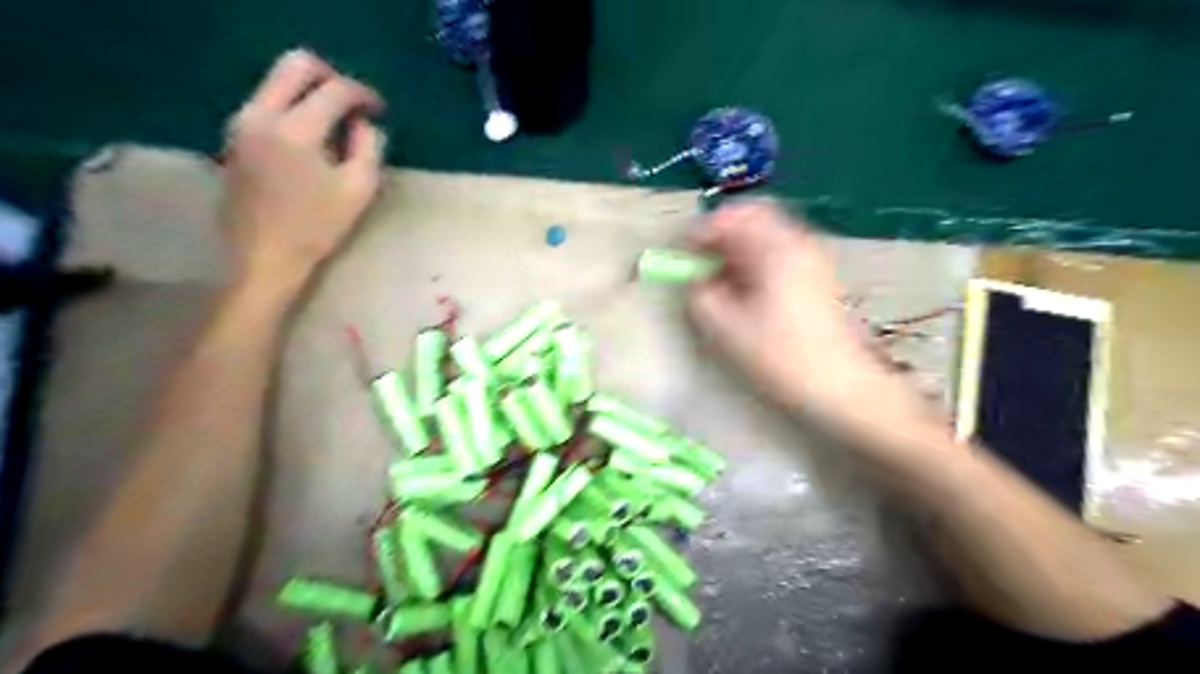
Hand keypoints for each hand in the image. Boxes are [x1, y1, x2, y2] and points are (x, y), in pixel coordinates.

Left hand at [219, 51, 382, 296]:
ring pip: (277, 82)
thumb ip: (369, 148)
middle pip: (296, 65)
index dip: (362, 94)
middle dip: (330, 77)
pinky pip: (267, 102)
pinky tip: (311, 139)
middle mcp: (261, 114)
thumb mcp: (359, 190)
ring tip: (336, 125)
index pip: (334, 90)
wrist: (264, 256)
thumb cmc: (317, 228)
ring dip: (310, 93)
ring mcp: (242, 122)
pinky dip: (293, 108)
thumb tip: (365, 123)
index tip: (379, 111)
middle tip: (353, 103)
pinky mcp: (234, 136)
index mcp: (296, 129)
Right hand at [684, 201, 946, 448]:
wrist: (843, 387)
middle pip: (754, 218)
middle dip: (722, 235)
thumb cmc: (781, 356)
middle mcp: (798, 242)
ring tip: (720, 279)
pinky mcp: (819, 278)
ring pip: (768, 236)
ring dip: (739, 249)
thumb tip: (694, 279)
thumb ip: (700, 295)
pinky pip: (780, 254)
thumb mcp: (726, 328)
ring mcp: (814, 259)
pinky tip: (747, 291)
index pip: (733, 216)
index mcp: (775, 248)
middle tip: (701, 261)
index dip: (702, 231)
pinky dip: (757, 262)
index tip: (683, 254)